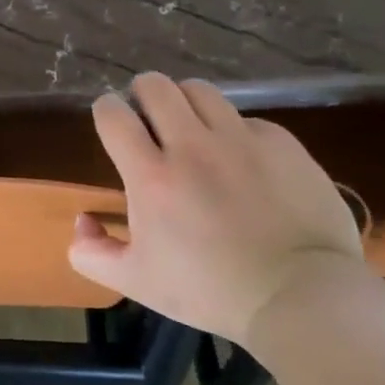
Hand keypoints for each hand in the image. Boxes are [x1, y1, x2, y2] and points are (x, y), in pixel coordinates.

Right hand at [68, 75, 364, 344]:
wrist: (301, 298)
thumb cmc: (210, 292)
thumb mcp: (136, 282)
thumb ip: (92, 253)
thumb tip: (83, 222)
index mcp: (151, 177)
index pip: (113, 114)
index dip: (107, 112)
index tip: (114, 125)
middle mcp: (192, 146)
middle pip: (155, 86)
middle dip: (144, 94)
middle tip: (150, 120)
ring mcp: (240, 140)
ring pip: (200, 91)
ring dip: (187, 103)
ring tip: (193, 129)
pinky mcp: (282, 144)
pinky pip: (247, 120)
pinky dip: (235, 132)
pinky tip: (242, 160)